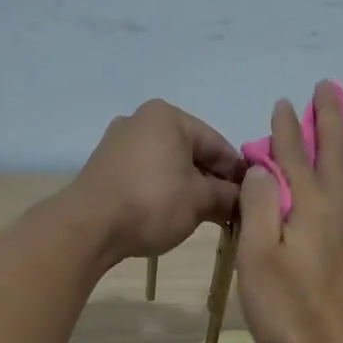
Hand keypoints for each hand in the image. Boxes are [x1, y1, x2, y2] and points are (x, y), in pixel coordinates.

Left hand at [72, 100, 243, 261]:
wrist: (89, 226)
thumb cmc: (152, 202)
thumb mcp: (200, 201)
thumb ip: (229, 196)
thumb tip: (246, 199)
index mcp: (169, 116)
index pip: (218, 144)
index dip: (239, 174)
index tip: (253, 198)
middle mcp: (142, 120)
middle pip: (193, 152)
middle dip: (214, 181)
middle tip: (232, 211)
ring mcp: (120, 142)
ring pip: (170, 165)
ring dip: (191, 189)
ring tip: (207, 216)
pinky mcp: (106, 166)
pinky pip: (148, 174)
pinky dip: (166, 191)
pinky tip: (176, 213)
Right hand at [235, 81, 342, 342]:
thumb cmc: (288, 309)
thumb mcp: (258, 257)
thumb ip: (259, 206)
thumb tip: (263, 167)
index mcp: (310, 207)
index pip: (295, 156)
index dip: (287, 129)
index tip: (283, 101)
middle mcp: (336, 210)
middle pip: (335, 155)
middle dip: (331, 120)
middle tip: (330, 88)